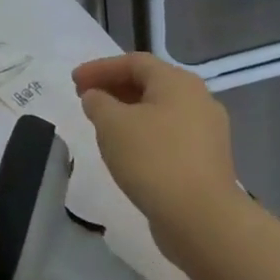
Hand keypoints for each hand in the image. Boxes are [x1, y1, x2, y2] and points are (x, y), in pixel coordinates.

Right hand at [73, 52, 247, 259]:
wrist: (200, 217)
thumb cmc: (152, 159)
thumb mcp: (111, 124)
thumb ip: (98, 102)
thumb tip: (96, 97)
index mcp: (178, 83)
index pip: (133, 62)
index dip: (100, 68)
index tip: (73, 81)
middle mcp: (198, 99)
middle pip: (149, 83)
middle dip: (113, 87)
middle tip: (84, 98)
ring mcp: (206, 131)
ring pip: (159, 109)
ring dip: (126, 110)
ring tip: (100, 123)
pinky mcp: (205, 158)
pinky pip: (168, 133)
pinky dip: (142, 131)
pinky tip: (125, 148)